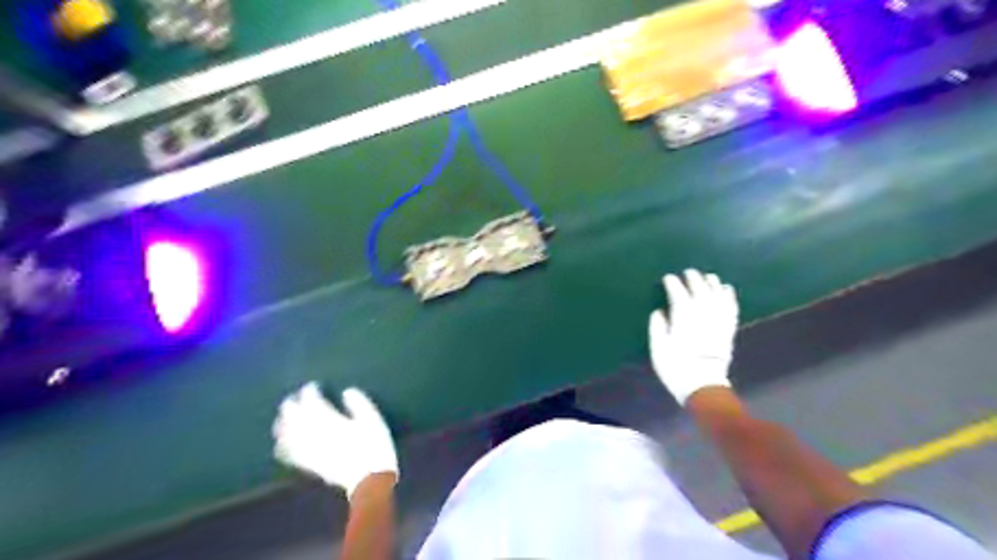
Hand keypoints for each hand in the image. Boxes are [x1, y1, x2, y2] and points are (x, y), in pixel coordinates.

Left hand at [272, 382, 400, 496]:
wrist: (369, 479)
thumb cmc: (374, 445)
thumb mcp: (373, 420)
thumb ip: (359, 403)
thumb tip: (347, 391)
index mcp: (331, 420)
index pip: (313, 402)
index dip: (310, 392)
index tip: (313, 385)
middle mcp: (315, 433)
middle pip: (294, 416)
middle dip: (292, 404)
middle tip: (294, 396)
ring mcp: (309, 450)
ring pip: (287, 434)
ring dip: (283, 422)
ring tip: (283, 415)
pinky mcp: (309, 464)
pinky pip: (289, 454)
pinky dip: (282, 445)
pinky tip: (281, 442)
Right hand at [647, 268, 739, 403]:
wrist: (703, 385)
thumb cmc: (675, 366)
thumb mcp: (658, 347)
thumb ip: (657, 326)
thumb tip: (660, 311)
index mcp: (683, 317)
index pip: (678, 292)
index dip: (673, 283)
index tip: (668, 278)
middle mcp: (702, 313)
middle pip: (699, 289)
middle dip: (693, 278)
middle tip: (687, 272)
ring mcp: (718, 320)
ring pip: (717, 294)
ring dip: (712, 283)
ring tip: (707, 276)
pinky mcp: (728, 329)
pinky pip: (731, 307)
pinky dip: (729, 296)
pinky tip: (727, 289)